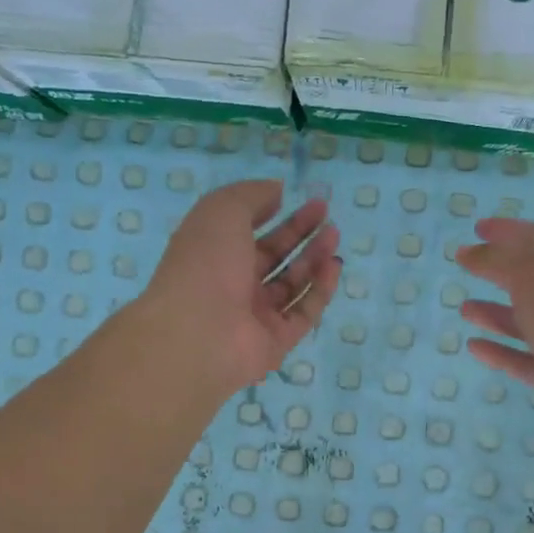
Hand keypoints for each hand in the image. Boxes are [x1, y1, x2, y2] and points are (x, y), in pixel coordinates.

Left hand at [146, 179, 341, 394]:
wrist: (199, 334)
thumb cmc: (206, 263)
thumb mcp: (223, 211)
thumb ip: (252, 195)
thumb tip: (277, 191)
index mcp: (212, 254)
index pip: (247, 231)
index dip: (273, 212)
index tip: (301, 198)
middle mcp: (232, 285)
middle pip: (272, 257)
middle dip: (299, 233)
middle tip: (327, 214)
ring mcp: (254, 316)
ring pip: (290, 284)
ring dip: (313, 258)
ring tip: (334, 235)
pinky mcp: (276, 341)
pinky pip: (303, 313)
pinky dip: (319, 290)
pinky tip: (334, 266)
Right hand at [455, 218, 533, 457]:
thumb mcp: (533, 278)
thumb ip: (498, 262)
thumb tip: (469, 251)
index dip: (509, 230)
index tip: (478, 227)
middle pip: (532, 280)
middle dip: (500, 270)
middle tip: (467, 264)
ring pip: (525, 322)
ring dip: (495, 313)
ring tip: (465, 309)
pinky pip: (522, 359)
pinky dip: (499, 352)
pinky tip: (475, 347)